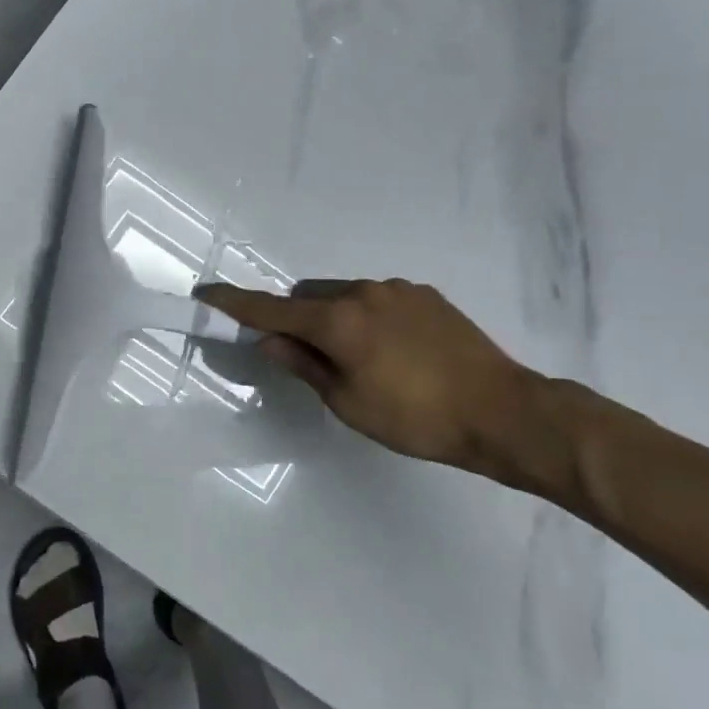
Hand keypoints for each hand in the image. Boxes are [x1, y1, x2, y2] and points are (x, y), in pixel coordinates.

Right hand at [197, 278, 555, 485]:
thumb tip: (270, 340)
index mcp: (339, 321)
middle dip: (297, 318)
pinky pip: (378, 298)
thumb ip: (305, 365)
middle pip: (308, 296)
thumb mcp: (348, 402)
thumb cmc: (416, 418)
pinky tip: (394, 351)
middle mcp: (364, 292)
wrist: (503, 411)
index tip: (205, 295)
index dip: (235, 304)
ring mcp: (398, 289)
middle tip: (307, 356)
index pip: (271, 308)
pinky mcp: (425, 295)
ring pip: (344, 296)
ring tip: (361, 359)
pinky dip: (367, 317)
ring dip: (335, 317)